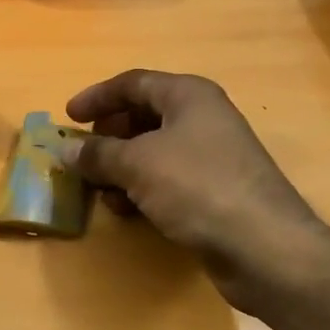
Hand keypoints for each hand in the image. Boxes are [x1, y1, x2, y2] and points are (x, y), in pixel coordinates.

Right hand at [66, 69, 328, 313]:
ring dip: (121, 167)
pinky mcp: (214, 191)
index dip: (97, 97)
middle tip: (83, 155)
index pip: (133, 83)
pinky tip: (126, 210)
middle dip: (108, 135)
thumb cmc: (197, 187)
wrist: (264, 247)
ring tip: (99, 188)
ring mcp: (211, 156)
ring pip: (153, 151)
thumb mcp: (137, 164)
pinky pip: (167, 179)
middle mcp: (202, 118)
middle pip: (143, 115)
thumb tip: (65, 150)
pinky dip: (141, 189)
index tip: (68, 117)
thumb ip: (98, 154)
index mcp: (188, 96)